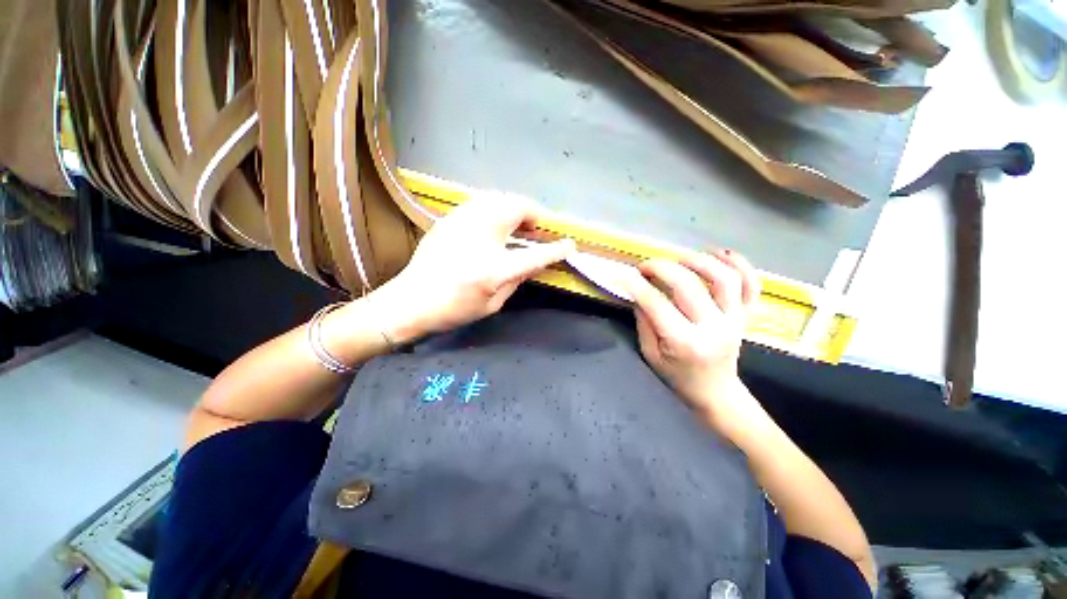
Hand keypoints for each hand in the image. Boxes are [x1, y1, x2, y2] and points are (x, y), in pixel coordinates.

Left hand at [373, 193, 574, 340]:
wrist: (410, 301)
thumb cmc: (454, 309)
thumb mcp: (493, 303)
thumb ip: (517, 279)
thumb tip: (534, 263)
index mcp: (495, 269)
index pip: (536, 255)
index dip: (556, 249)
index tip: (569, 244)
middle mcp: (481, 238)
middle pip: (517, 208)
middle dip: (534, 214)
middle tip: (537, 229)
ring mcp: (462, 223)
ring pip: (498, 197)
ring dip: (515, 207)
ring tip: (519, 223)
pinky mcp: (450, 218)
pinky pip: (481, 201)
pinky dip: (496, 206)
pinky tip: (495, 221)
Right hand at [624, 249, 762, 430]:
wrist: (715, 391)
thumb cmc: (678, 376)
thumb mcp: (650, 354)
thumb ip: (644, 321)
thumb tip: (639, 292)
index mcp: (684, 343)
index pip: (657, 305)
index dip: (637, 286)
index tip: (624, 275)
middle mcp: (713, 328)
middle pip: (689, 286)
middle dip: (662, 268)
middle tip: (646, 266)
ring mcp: (734, 320)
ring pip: (724, 278)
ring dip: (699, 261)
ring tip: (678, 258)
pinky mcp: (746, 315)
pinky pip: (751, 284)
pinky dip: (740, 264)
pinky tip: (720, 254)